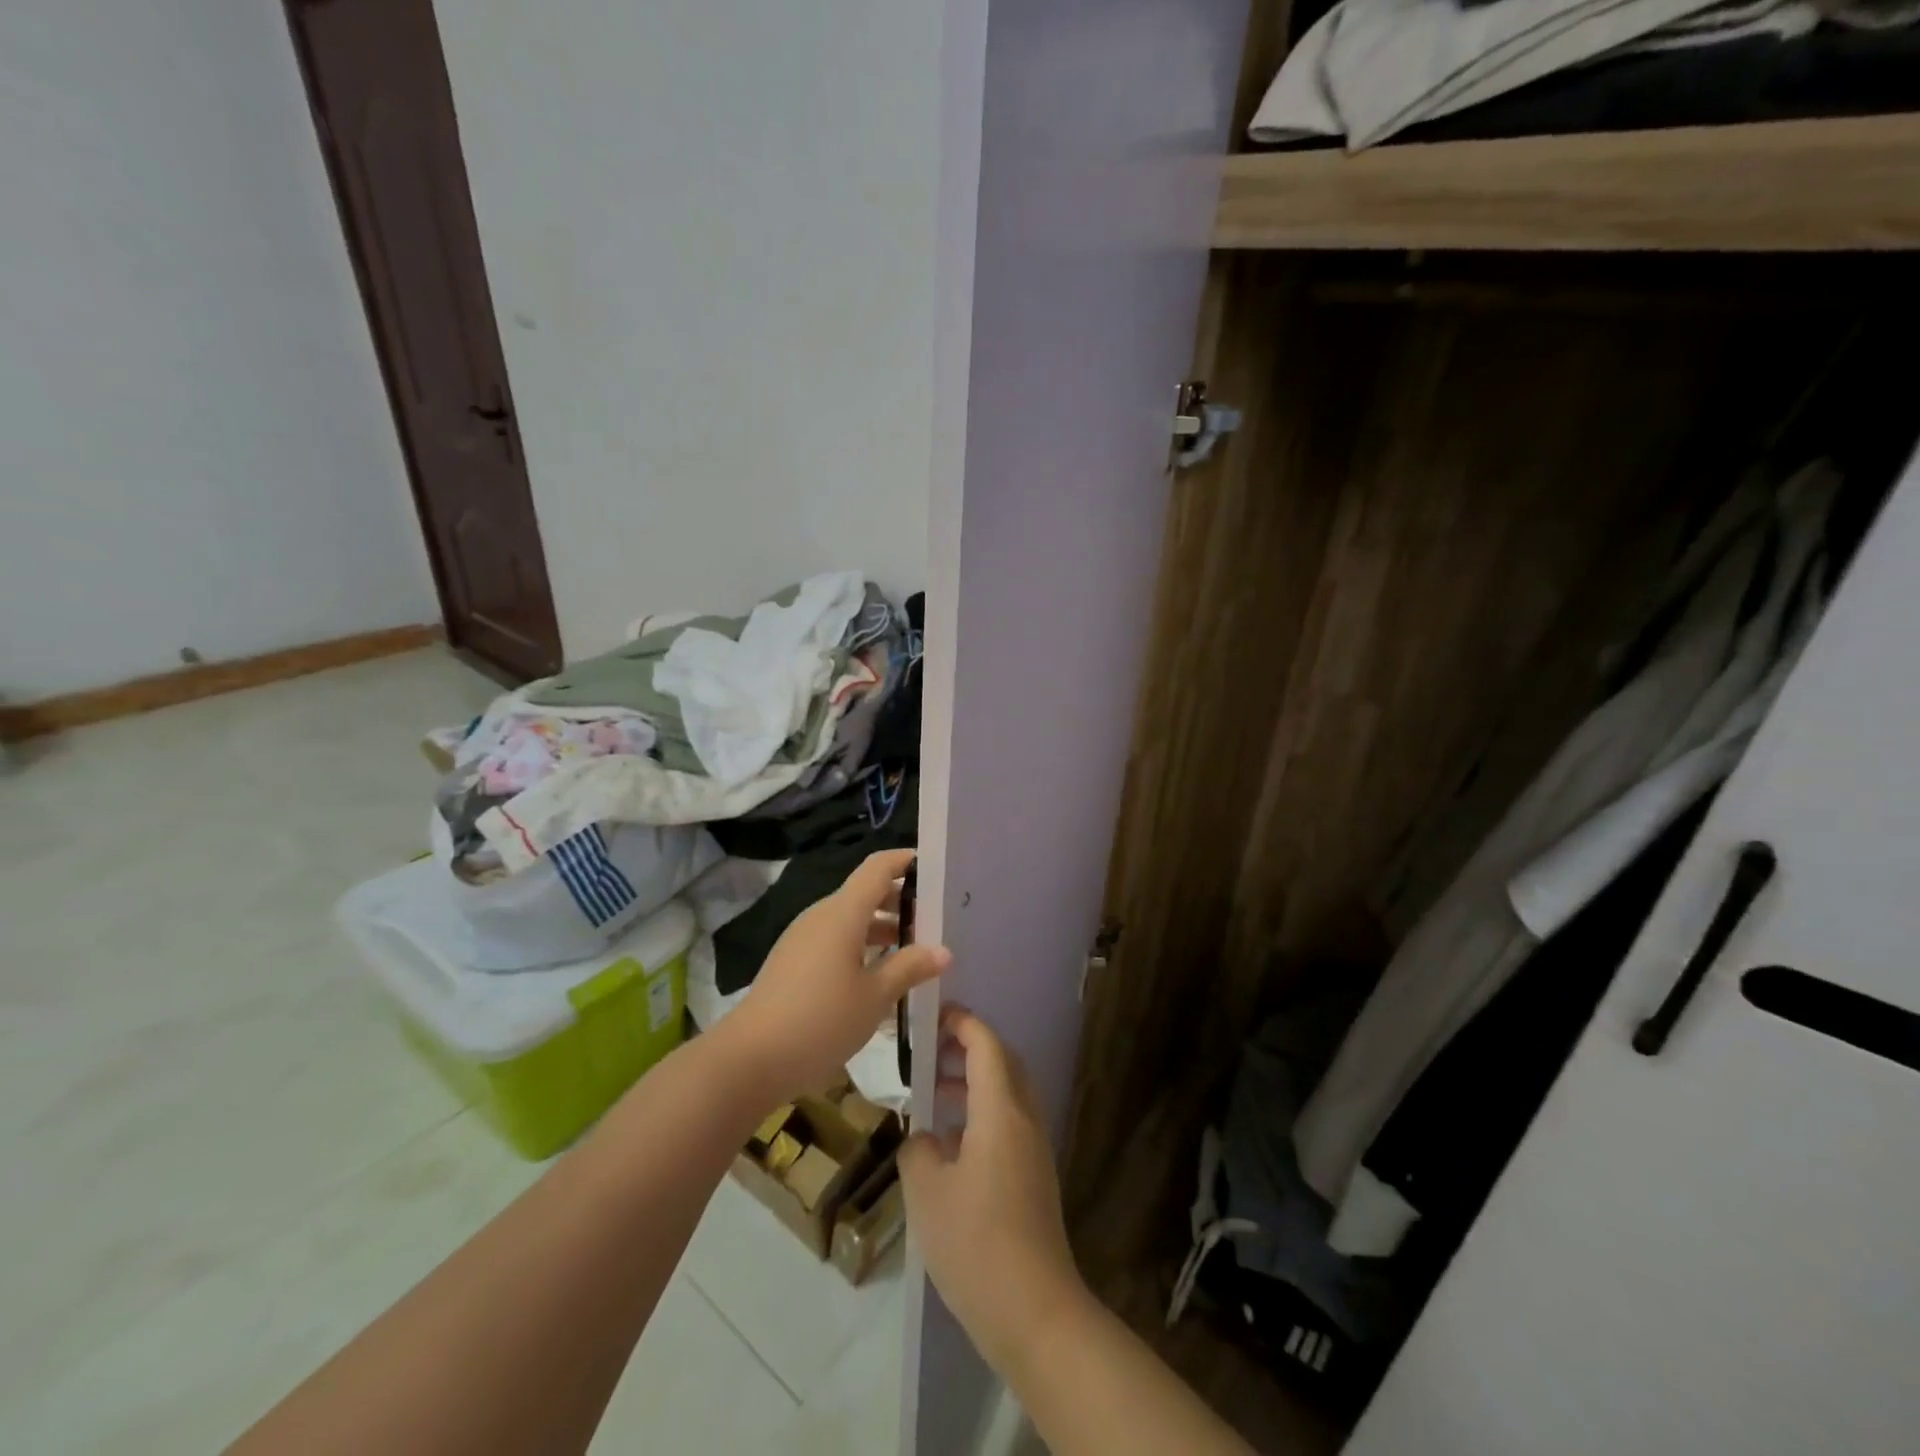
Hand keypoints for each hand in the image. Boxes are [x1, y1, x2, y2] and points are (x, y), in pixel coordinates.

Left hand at [714, 848, 948, 1105]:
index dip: (905, 861)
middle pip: (865, 892)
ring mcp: (804, 938)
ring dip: (882, 927)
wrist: (750, 1059)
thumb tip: (943, 951)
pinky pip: (835, 939)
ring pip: (850, 919)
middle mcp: (821, 916)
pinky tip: (879, 976)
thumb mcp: (875, 997)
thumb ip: (910, 968)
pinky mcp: (793, 961)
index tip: (935, 868)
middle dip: (900, 900)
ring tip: (914, 951)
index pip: (878, 868)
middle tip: (935, 919)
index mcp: (842, 913)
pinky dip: (861, 945)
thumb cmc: (820, 1020)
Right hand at [899, 1007, 1089, 1375]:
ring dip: (974, 1082)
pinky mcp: (1035, 1176)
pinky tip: (950, 1144)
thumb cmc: (976, 1243)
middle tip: (930, 1051)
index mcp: (1001, 1111)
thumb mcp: (927, 1192)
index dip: (962, 1023)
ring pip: (1007, 1094)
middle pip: (1003, 1063)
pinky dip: (982, 1113)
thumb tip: (925, 1138)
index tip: (933, 1016)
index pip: (986, 1045)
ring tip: (933, 1094)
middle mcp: (1024, 1119)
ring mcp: (1034, 1149)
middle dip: (969, 1048)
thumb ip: (918, 1150)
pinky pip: (1009, 1122)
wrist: (1035, 1311)